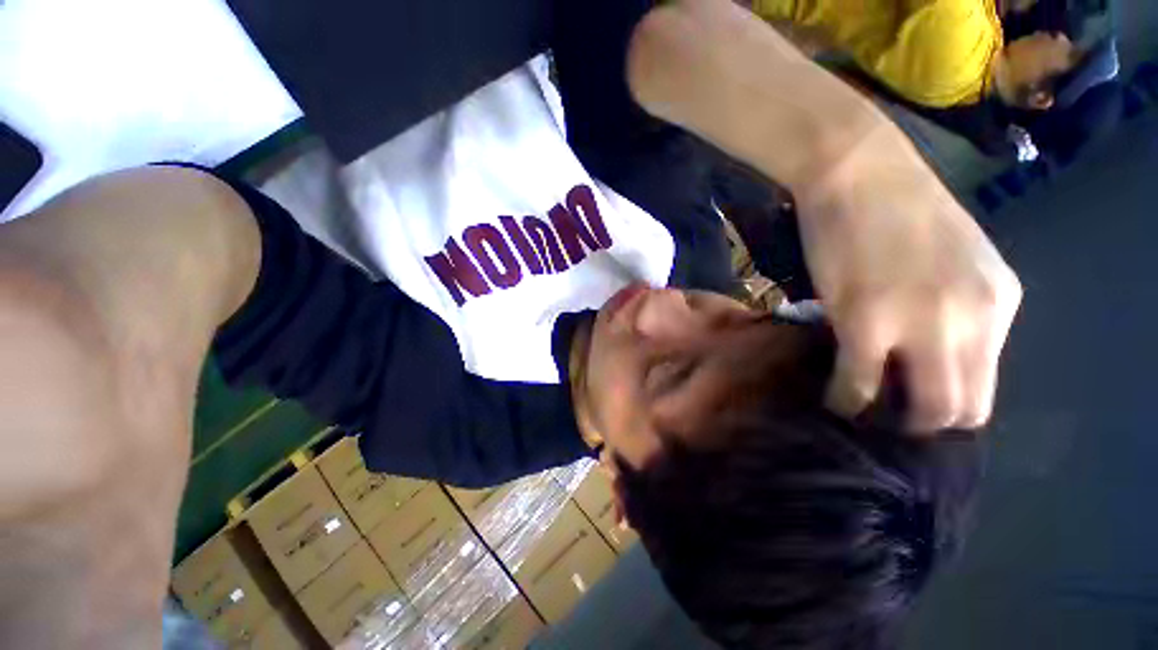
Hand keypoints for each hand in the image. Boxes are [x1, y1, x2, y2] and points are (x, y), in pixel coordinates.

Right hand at [795, 127, 1021, 431]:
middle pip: (965, 409)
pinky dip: (846, 399)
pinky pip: (859, 384)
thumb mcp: (944, 259)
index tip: (907, 405)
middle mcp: (978, 319)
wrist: (858, 169)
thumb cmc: (894, 205)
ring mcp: (924, 323)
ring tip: (863, 409)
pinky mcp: (867, 323)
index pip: (986, 385)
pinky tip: (833, 397)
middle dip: (923, 424)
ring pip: (926, 409)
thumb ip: (948, 308)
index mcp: (1000, 301)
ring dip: (891, 418)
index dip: (945, 406)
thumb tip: (919, 353)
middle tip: (886, 418)